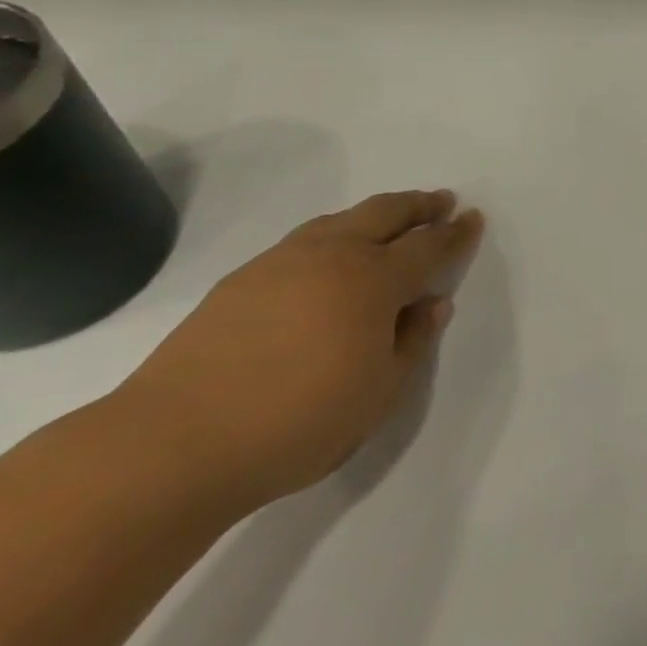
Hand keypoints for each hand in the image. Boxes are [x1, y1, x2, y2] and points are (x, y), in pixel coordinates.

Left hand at [114, 191, 484, 509]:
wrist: (173, 444)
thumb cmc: (297, 422)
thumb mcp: (380, 394)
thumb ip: (412, 342)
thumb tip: (432, 304)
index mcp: (374, 281)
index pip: (428, 246)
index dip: (456, 233)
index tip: (473, 218)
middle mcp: (333, 256)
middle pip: (386, 213)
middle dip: (419, 205)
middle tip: (441, 201)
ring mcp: (282, 262)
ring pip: (341, 220)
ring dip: (375, 214)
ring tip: (391, 219)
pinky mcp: (242, 279)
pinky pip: (305, 239)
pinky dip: (334, 234)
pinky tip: (329, 256)